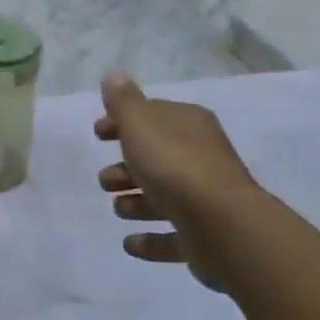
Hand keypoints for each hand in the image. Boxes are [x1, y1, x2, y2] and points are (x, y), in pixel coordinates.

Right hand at [95, 72, 261, 291]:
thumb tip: (114, 76)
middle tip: (106, 180)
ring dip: (137, 203)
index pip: (153, 115)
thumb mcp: (140, 123)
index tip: (98, 133)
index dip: (123, 122)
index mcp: (188, 125)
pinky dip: (152, 239)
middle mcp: (202, 157)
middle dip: (127, 167)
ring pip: (165, 196)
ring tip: (118, 209)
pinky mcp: (206, 237)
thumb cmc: (174, 165)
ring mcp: (207, 199)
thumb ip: (123, 101)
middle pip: (157, 157)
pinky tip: (131, 243)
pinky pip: (173, 236)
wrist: (222, 225)